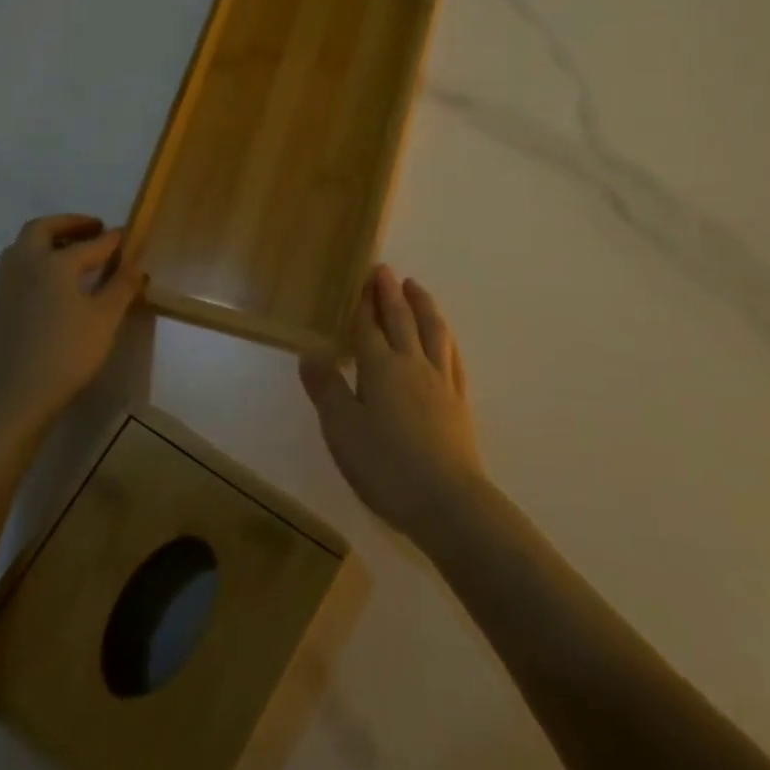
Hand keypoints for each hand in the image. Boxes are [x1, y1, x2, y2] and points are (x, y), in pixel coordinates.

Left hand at [0, 214, 146, 438]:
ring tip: (73, 251)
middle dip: (69, 224)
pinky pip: (18, 267)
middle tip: (94, 229)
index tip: (128, 235)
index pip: (90, 243)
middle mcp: (26, 264)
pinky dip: (36, 260)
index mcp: (54, 263)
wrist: (14, 397)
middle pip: (42, 229)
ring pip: (23, 246)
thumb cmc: (66, 354)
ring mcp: (7, 285)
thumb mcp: (105, 319)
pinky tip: (54, 282)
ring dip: (48, 240)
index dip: (111, 238)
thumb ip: (122, 286)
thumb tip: (137, 263)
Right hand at [300, 265, 486, 547]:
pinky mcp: (459, 400)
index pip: (369, 327)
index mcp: (380, 368)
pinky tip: (444, 336)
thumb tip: (310, 352)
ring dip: (422, 304)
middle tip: (385, 270)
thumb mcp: (342, 431)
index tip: (363, 277)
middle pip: (401, 320)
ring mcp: (440, 380)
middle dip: (391, 293)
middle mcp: (412, 364)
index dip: (364, 302)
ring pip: (432, 330)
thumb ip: (326, 389)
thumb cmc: (386, 466)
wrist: (447, 500)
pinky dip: (445, 336)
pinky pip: (452, 355)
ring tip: (416, 287)